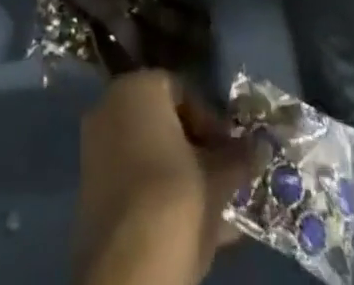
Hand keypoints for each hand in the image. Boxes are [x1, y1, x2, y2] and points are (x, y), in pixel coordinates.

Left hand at [0, 0, 210, 74]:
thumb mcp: (65, 1)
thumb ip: (94, 18)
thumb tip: (114, 36)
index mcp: (106, 6)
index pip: (140, 42)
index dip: (156, 62)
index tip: (175, 77)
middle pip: (162, 15)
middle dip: (185, 35)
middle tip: (207, 49)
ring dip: (184, 5)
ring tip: (206, 21)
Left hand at [75, 72, 250, 284]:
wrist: (127, 274)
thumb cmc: (175, 200)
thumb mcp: (218, 178)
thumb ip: (239, 157)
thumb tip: (261, 146)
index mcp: (137, 88)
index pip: (184, 92)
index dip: (213, 122)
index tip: (232, 151)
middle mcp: (110, 108)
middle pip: (164, 123)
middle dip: (198, 149)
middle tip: (225, 176)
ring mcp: (95, 151)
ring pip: (150, 155)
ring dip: (183, 175)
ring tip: (216, 204)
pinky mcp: (91, 193)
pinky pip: (134, 182)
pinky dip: (160, 194)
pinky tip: (193, 222)